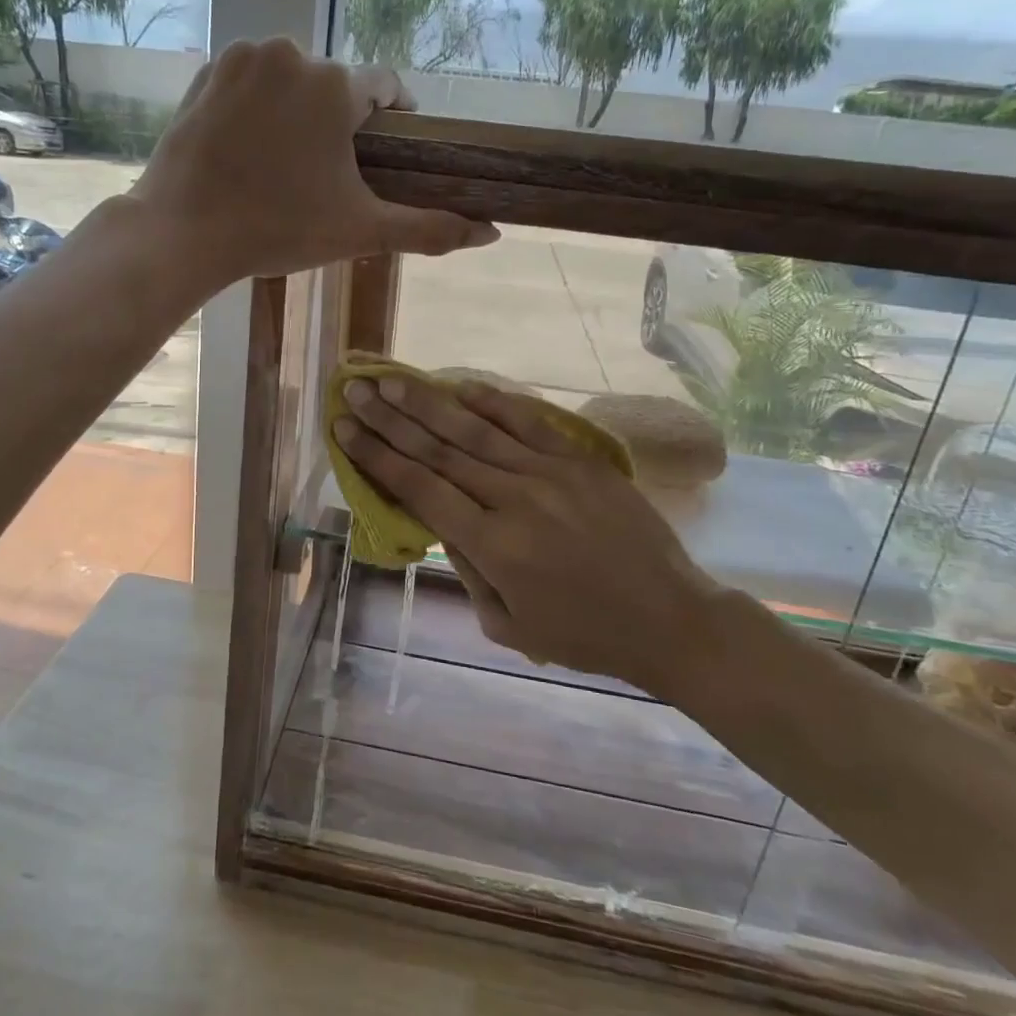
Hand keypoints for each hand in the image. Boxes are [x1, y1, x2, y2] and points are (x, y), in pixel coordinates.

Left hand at [128, 38, 496, 286]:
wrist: (183, 231)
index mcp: (335, 86)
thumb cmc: (278, 229)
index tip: (389, 150)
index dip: (394, 118)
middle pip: (335, 86)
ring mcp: (242, 59)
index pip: (385, 87)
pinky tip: (251, 148)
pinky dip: (259, 106)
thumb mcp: (360, 231)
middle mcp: (291, 54)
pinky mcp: (206, 72)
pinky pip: (251, 82)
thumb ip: (428, 228)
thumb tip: (490, 232)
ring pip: (292, 80)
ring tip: (288, 163)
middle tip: (329, 173)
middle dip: (340, 122)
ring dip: (299, 111)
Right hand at [334, 374, 727, 692]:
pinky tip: (461, 386)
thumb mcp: (507, 625)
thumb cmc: (583, 635)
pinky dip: (493, 402)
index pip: (419, 488)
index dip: (377, 456)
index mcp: (492, 546)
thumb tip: (440, 520)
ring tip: (391, 380)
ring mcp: (551, 473)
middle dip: (390, 419)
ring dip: (429, 403)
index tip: (344, 429)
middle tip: (355, 390)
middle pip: (439, 450)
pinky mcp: (581, 461)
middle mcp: (515, 498)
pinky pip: (529, 422)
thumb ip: (466, 569)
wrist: (670, 618)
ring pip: (476, 430)